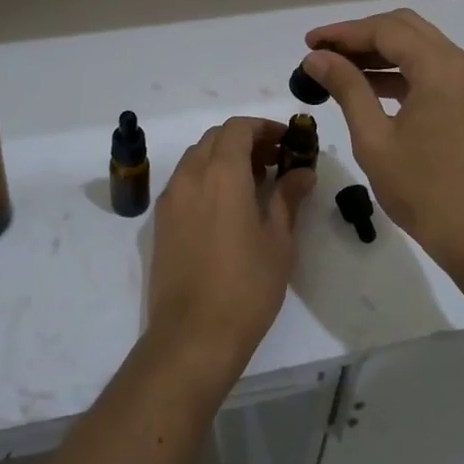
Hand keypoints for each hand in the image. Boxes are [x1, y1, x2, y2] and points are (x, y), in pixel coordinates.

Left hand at [146, 117, 311, 384]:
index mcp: (221, 174)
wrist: (192, 336)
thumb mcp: (279, 242)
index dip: (264, 127)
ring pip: (197, 157)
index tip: (287, 141)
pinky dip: (206, 177)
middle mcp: (191, 176)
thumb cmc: (246, 288)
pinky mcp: (161, 221)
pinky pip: (185, 181)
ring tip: (254, 183)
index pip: (238, 128)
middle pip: (215, 138)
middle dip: (245, 140)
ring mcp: (171, 198)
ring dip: (224, 157)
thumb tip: (302, 172)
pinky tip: (227, 206)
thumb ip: (288, 198)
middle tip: (274, 161)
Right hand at [300, 9, 463, 269]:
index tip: (308, 43)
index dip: (343, 32)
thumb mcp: (374, 138)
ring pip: (420, 47)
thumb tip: (317, 58)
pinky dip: (400, 71)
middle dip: (361, 36)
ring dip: (380, 52)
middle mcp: (463, 64)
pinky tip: (369, 87)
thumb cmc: (424, 190)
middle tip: (322, 52)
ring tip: (338, 69)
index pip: (385, 30)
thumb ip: (347, 88)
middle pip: (405, 29)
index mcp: (441, 68)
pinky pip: (433, 70)